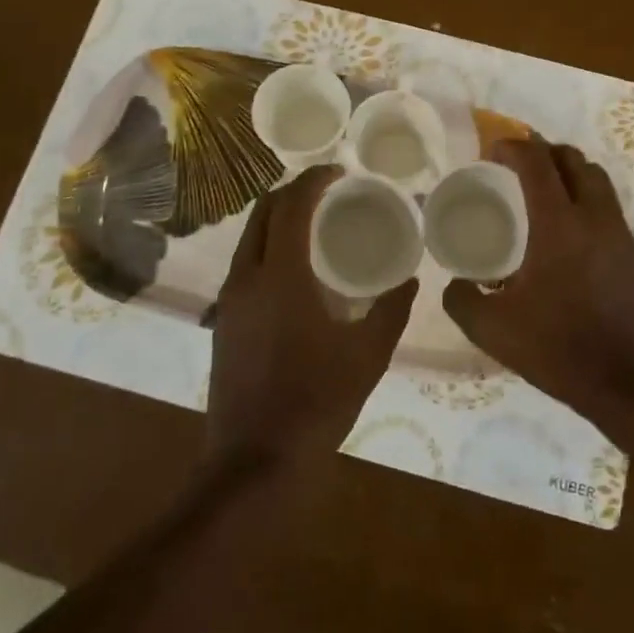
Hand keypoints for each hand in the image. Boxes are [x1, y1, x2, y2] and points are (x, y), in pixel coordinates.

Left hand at [207, 167, 418, 467]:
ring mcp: (229, 300)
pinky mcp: (223, 321)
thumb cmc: (317, 402)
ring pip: (248, 238)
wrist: (255, 461)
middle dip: (292, 192)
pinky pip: (244, 264)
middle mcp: (247, 278)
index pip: (292, 207)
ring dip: (277, 219)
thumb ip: (391, 311)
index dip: (313, 180)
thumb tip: (410, 280)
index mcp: (282, 277)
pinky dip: (268, 248)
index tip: (339, 171)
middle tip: (327, 192)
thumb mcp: (368, 356)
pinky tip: (295, 271)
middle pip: (263, 213)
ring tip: (314, 225)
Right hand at [442, 138, 633, 430]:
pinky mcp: (633, 253)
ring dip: (568, 171)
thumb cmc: (559, 348)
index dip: (512, 147)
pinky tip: (565, 229)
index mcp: (558, 224)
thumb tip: (454, 285)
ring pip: (596, 179)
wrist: (630, 382)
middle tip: (515, 165)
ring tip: (541, 189)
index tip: (490, 152)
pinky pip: (607, 205)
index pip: (537, 162)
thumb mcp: (493, 330)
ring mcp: (619, 233)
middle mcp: (594, 217)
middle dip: (543, 151)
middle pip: (573, 159)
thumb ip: (463, 301)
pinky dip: (584, 198)